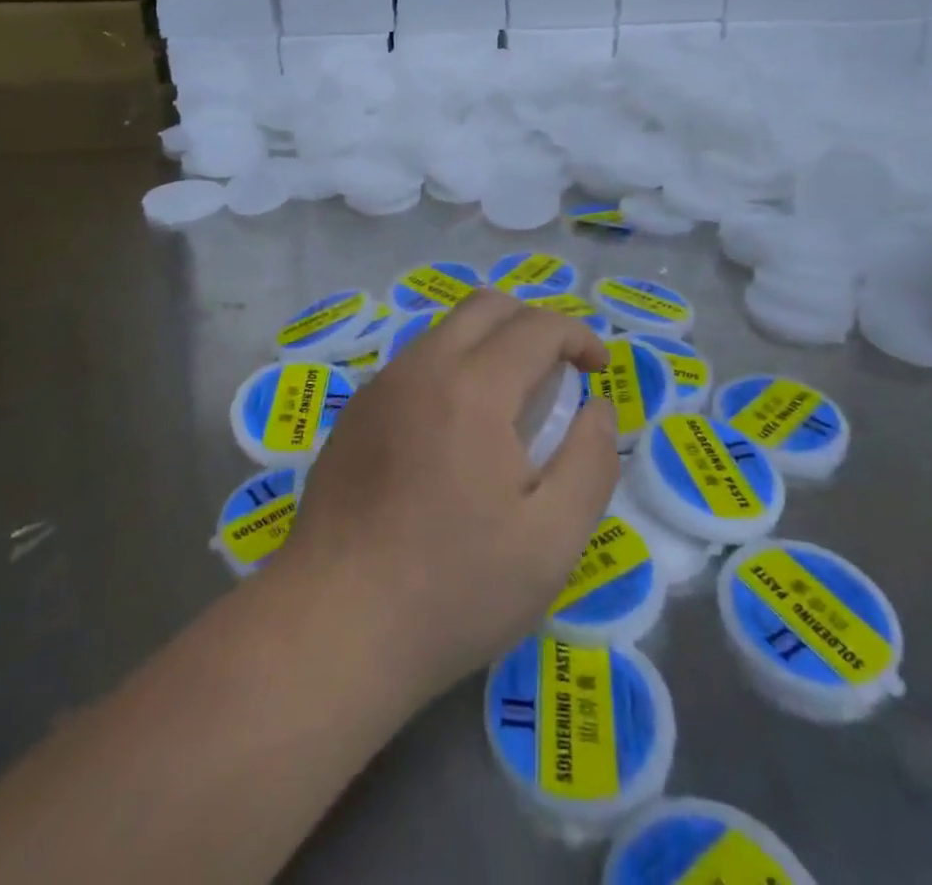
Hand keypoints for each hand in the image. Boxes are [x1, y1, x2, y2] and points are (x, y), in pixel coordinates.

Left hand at [276, 289, 617, 706]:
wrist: (333, 626)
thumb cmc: (454, 588)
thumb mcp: (552, 540)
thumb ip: (590, 461)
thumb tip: (596, 407)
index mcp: (473, 388)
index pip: (537, 326)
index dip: (578, 337)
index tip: (598, 371)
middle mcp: (421, 367)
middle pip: (486, 306)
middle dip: (532, 323)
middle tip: (557, 373)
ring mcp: (379, 387)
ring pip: (445, 331)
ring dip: (489, 345)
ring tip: (510, 405)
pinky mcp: (355, 413)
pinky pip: (415, 364)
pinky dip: (451, 369)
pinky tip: (456, 433)